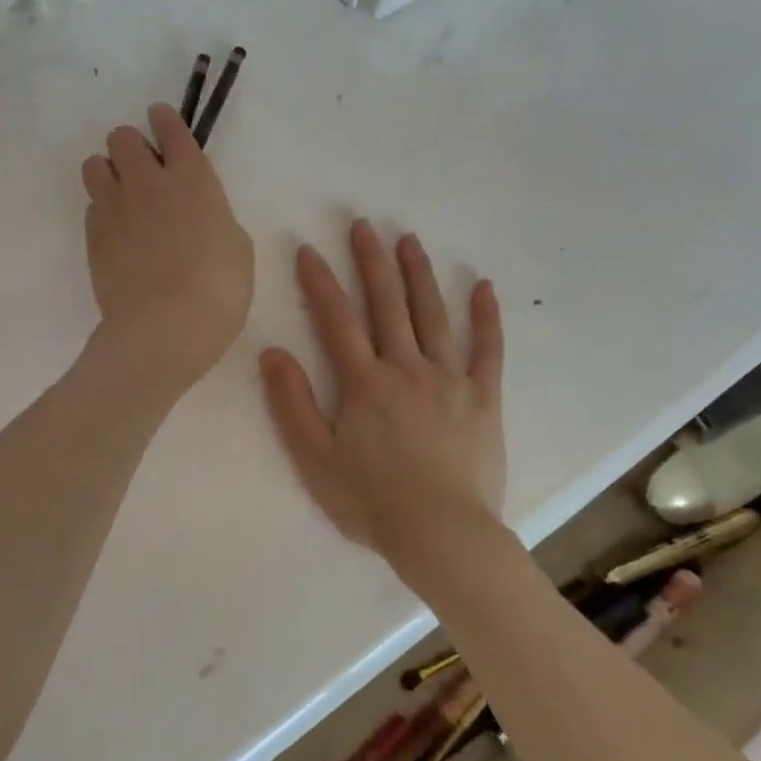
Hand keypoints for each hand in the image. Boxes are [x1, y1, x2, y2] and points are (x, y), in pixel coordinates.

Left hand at [81, 103, 253, 395]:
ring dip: (108, 172)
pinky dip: (103, 210)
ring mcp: (115, 208)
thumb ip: (216, 218)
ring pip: (95, 164)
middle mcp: (148, 182)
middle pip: (122, 137)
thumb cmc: (218, 291)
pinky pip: (91, 205)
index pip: (170, 128)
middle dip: (132, 146)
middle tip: (145, 171)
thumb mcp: (237, 249)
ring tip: (124, 197)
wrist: (164, 330)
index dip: (164, 119)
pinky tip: (118, 233)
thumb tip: (199, 216)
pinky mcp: (93, 236)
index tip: (161, 119)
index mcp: (193, 179)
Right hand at [259, 219, 505, 587]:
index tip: (308, 249)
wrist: (442, 535)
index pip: (336, 320)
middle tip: (363, 225)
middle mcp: (406, 369)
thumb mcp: (315, 458)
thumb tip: (273, 351)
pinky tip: (483, 287)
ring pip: (433, 316)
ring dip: (419, 275)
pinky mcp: (483, 399)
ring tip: (410, 240)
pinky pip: (487, 350)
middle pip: (387, 305)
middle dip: (372, 262)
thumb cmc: (372, 502)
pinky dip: (485, 318)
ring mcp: (450, 380)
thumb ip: (292, 403)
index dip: (320, 282)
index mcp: (364, 383)